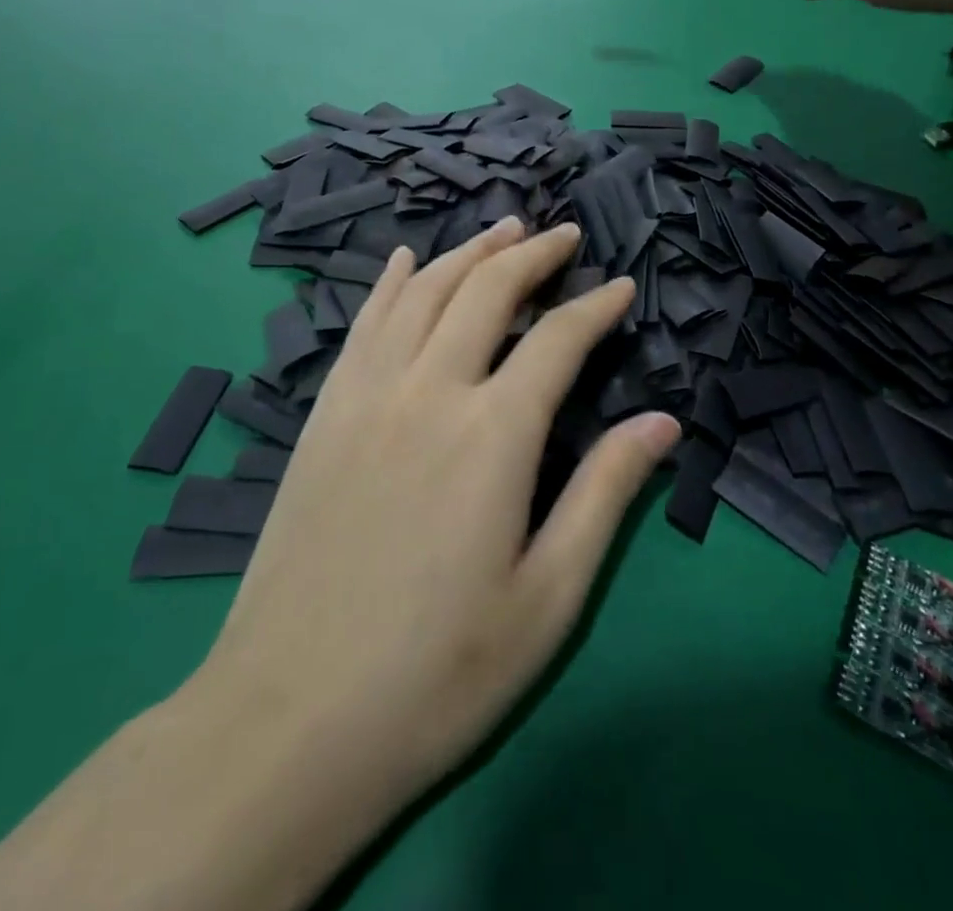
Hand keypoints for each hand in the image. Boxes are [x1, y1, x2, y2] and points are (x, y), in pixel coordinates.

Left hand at [193, 219, 678, 837]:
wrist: (290, 722)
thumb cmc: (437, 673)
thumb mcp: (549, 598)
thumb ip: (605, 495)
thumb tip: (662, 424)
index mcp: (493, 434)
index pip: (558, 339)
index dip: (595, 306)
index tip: (621, 286)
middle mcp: (429, 391)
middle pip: (486, 291)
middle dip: (532, 254)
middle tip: (563, 235)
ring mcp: (367, 396)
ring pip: (423, 291)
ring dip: (467, 253)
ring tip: (501, 231)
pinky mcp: (324, 414)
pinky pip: (363, 323)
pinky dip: (389, 282)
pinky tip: (403, 260)